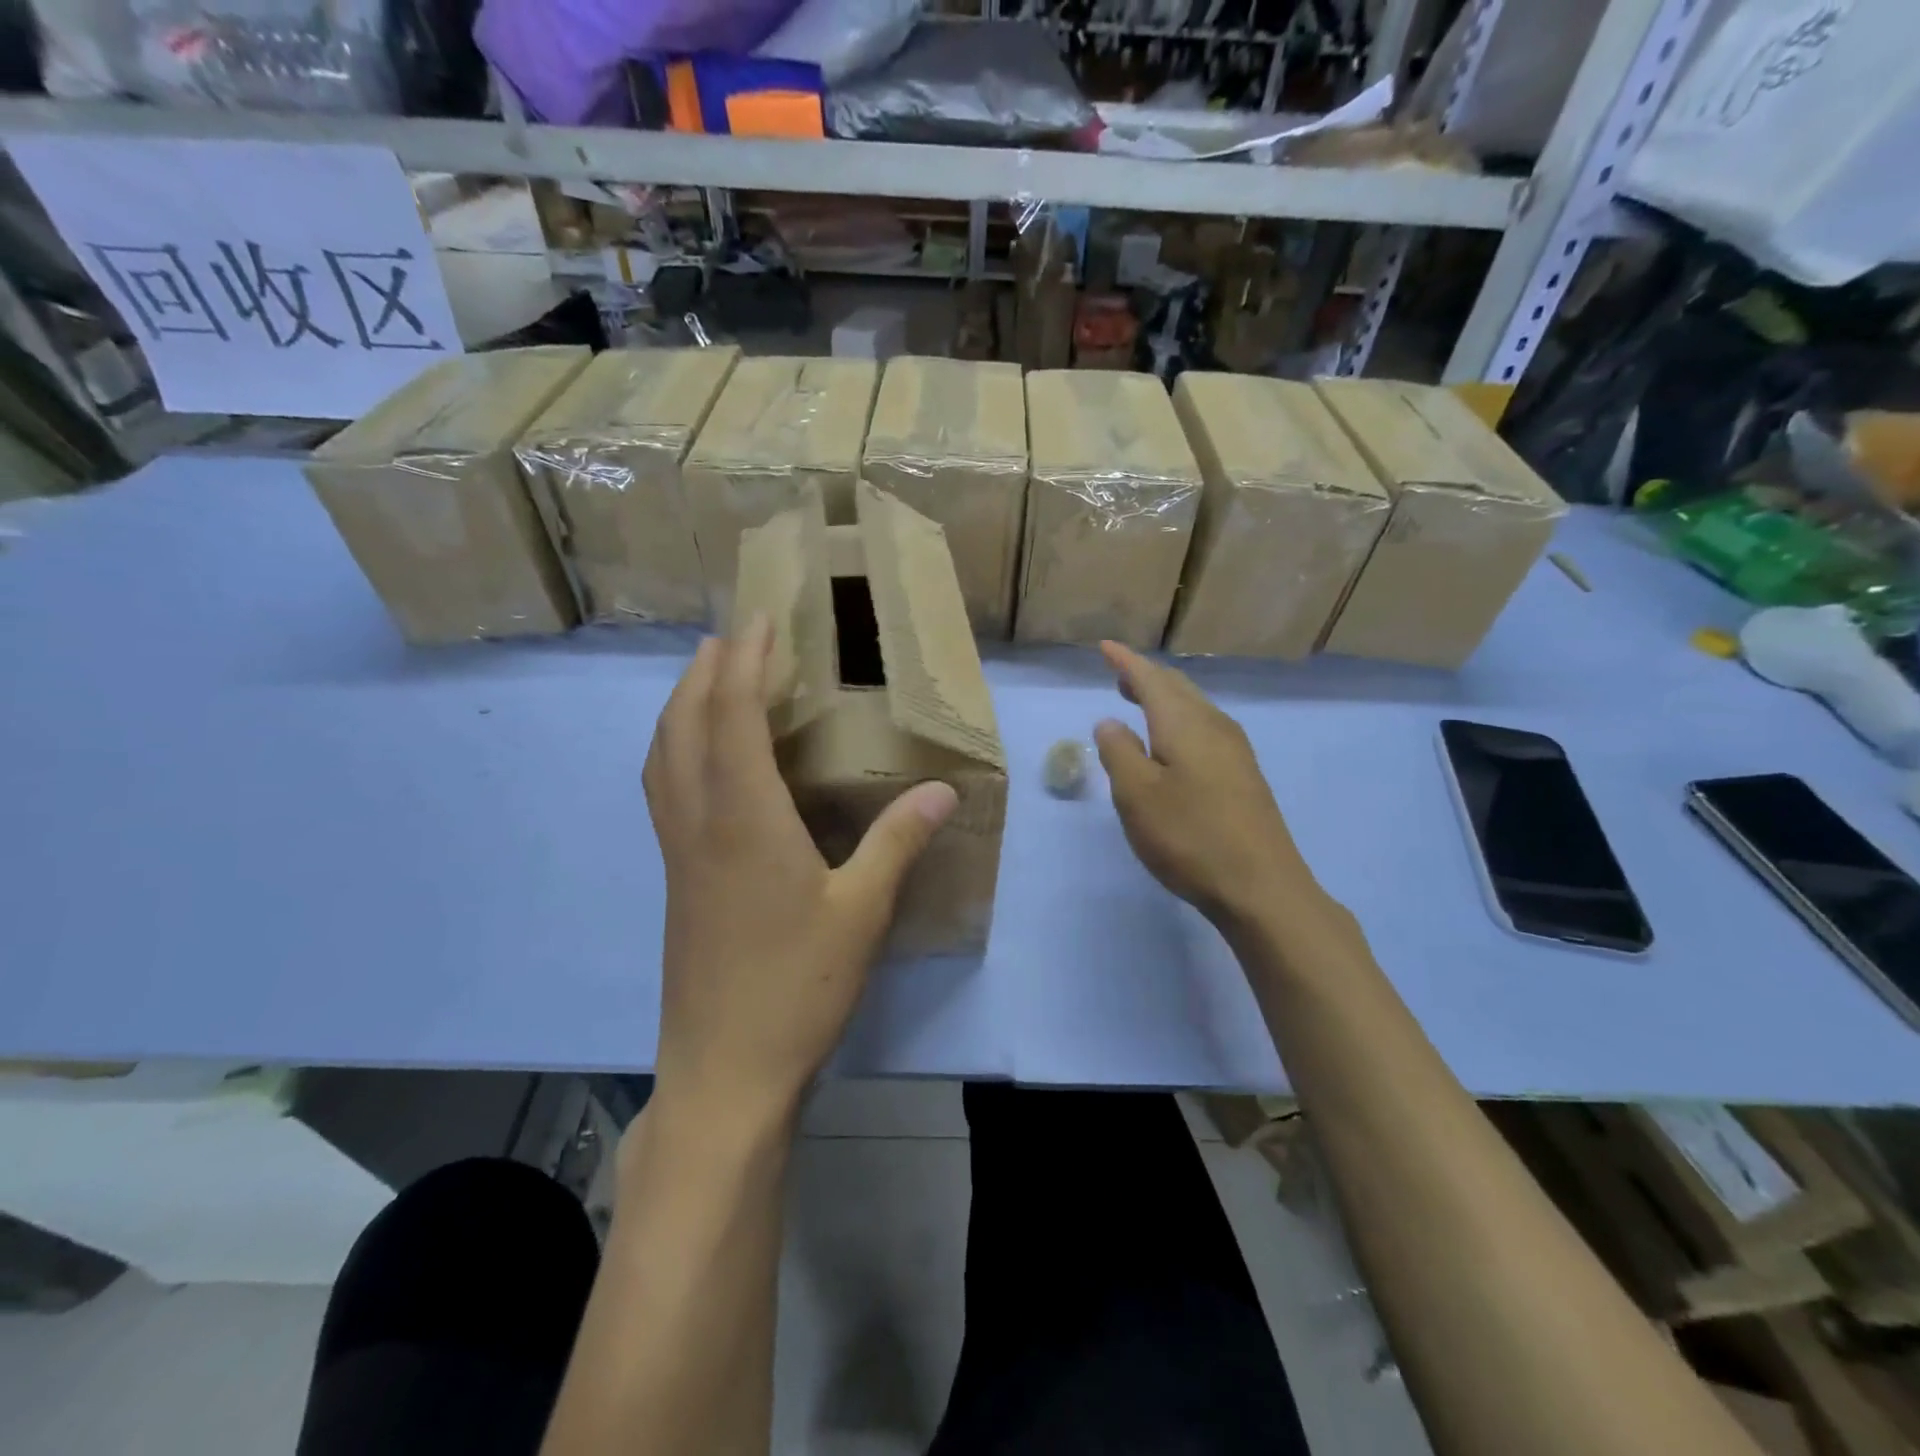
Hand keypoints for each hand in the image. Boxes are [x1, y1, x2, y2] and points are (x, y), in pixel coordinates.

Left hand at [642, 615, 957, 1131]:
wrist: (725, 1071)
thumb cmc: (796, 988)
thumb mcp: (862, 912)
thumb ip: (898, 843)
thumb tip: (943, 790)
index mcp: (743, 818)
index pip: (732, 715)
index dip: (744, 662)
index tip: (759, 621)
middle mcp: (698, 822)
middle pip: (683, 724)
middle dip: (704, 671)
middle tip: (732, 637)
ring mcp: (678, 852)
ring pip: (662, 756)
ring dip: (681, 706)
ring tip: (710, 680)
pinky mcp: (676, 878)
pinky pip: (664, 788)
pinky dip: (675, 749)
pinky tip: (704, 761)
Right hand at [1092, 641, 1328, 934]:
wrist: (1261, 886)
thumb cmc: (1189, 836)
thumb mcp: (1136, 795)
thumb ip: (1118, 752)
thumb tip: (1110, 722)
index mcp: (1184, 723)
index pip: (1151, 679)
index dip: (1126, 662)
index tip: (1105, 647)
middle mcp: (1214, 726)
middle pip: (1177, 688)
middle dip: (1146, 677)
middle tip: (1119, 674)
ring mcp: (1235, 750)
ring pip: (1194, 708)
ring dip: (1164, 698)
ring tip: (1139, 701)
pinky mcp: (1244, 775)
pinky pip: (1204, 728)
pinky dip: (1179, 720)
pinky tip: (1172, 742)